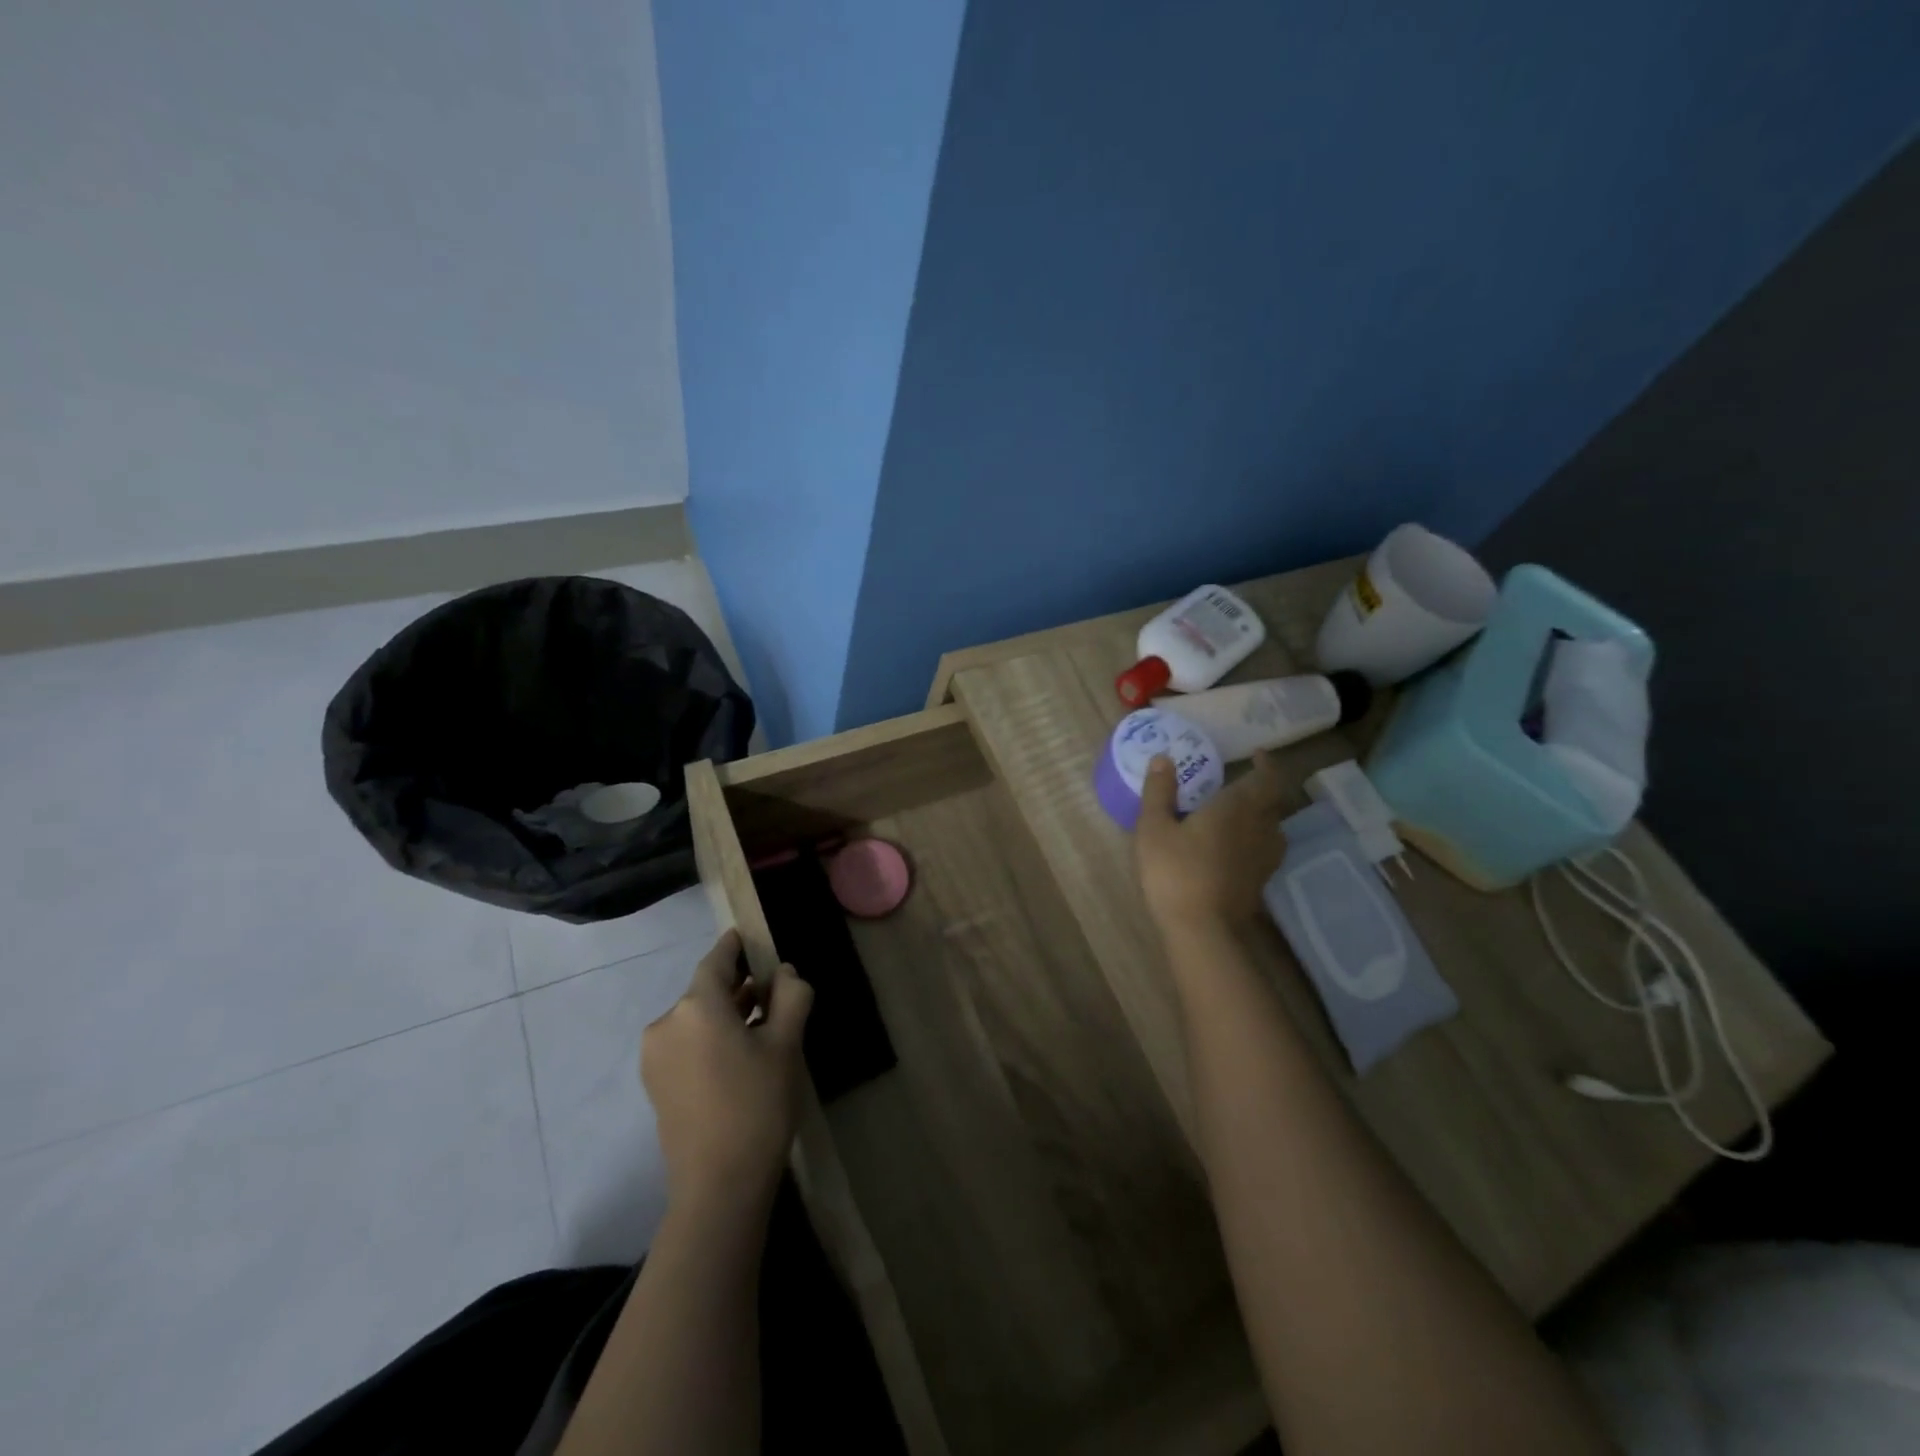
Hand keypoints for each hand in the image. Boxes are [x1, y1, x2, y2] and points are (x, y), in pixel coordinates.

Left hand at [642, 929, 812, 1212]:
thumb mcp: (786, 1045)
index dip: (734, 946)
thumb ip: (790, 997)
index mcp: (697, 1006)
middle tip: (773, 988)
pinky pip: (686, 1043)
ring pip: (696, 1019)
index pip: (717, 961)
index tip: (746, 935)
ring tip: (762, 1021)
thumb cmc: (757, 1105)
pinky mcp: (656, 1084)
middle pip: (706, 991)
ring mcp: (656, 1057)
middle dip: (738, 985)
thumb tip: (785, 972)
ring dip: (726, 1013)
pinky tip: (739, 1053)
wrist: (718, 1187)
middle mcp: (667, 1023)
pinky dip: (710, 1037)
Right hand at [1135, 751, 1287, 935]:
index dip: (1267, 764)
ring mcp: (1264, 858)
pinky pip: (1267, 849)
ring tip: (1241, 813)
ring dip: (1264, 814)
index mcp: (1237, 807)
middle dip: (1262, 788)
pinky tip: (1238, 847)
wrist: (1202, 929)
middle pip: (1274, 801)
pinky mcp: (1260, 881)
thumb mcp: (1154, 828)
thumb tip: (1164, 758)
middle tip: (1241, 781)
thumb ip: (1159, 791)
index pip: (1267, 778)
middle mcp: (1260, 827)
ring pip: (1274, 827)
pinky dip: (1257, 839)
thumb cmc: (1175, 871)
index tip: (1257, 755)